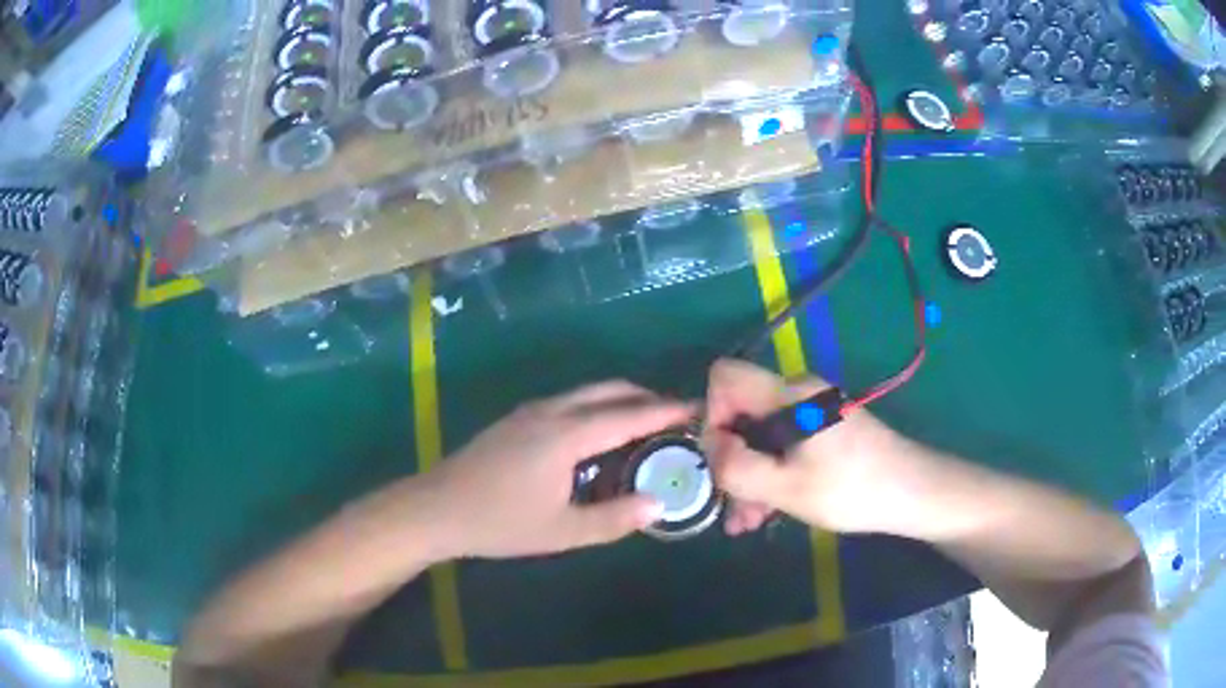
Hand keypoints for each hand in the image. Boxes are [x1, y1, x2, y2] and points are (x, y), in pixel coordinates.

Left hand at [429, 381, 690, 558]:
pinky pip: (570, 401)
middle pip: (609, 391)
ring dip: (620, 400)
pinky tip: (600, 434)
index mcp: (566, 435)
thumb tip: (658, 504)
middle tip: (675, 417)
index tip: (696, 408)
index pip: (627, 415)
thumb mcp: (562, 531)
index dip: (664, 411)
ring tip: (645, 425)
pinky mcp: (518, 419)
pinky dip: (597, 407)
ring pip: (587, 393)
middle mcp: (551, 411)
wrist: (437, 508)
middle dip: (646, 397)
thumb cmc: (500, 523)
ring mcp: (531, 411)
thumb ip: (614, 519)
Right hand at [703, 359, 907, 534]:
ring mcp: (810, 412)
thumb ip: (738, 467)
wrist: (912, 493)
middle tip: (731, 505)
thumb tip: (710, 445)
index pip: (725, 377)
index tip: (721, 457)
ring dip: (747, 476)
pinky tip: (764, 514)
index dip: (711, 413)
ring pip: (760, 436)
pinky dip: (769, 475)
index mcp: (789, 395)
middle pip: (741, 412)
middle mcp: (797, 393)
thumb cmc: (852, 489)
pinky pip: (781, 446)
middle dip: (730, 459)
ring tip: (745, 522)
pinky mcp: (821, 431)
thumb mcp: (787, 488)